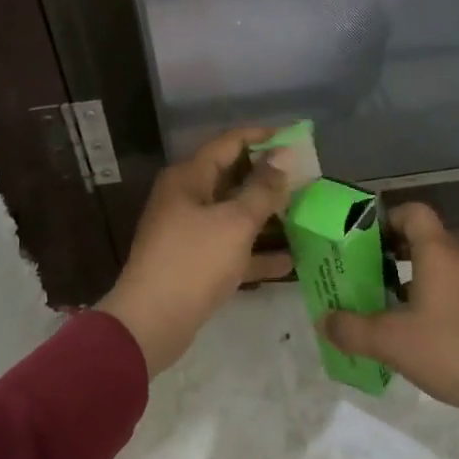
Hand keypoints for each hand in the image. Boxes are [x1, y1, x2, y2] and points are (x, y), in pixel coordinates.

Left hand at [97, 126, 292, 375]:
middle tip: (307, 178)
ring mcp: (190, 231)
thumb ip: (262, 190)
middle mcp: (187, 198)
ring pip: (235, 214)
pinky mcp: (196, 262)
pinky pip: (232, 248)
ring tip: (305, 214)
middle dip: (269, 178)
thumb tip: (282, 160)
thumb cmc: (194, 261)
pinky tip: (290, 261)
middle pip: (233, 177)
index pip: (229, 142)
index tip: (296, 138)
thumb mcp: (235, 222)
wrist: (152, 322)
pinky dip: (257, 252)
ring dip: (267, 215)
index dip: (263, 136)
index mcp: (189, 178)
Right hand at [321, 203, 458, 412]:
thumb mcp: (390, 342)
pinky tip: (424, 326)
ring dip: (416, 274)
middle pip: (427, 237)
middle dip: (394, 251)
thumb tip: (323, 321)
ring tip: (391, 303)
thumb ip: (350, 329)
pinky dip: (438, 291)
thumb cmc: (449, 352)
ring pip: (444, 262)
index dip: (387, 219)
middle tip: (368, 273)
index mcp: (441, 252)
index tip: (365, 241)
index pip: (414, 212)